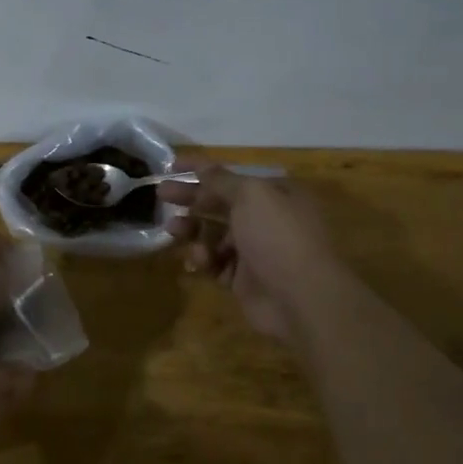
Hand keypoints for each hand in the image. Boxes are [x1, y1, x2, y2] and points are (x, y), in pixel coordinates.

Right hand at [164, 169, 350, 344]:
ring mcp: (255, 250)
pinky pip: (216, 263)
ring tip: (173, 229)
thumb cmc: (277, 235)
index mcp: (273, 193)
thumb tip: (203, 168)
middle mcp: (265, 219)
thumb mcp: (250, 195)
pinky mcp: (244, 279)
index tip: (171, 165)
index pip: (231, 175)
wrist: (302, 297)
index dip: (200, 168)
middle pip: (219, 203)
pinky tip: (198, 261)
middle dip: (191, 198)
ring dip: (192, 229)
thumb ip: (221, 180)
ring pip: (214, 234)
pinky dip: (204, 259)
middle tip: (161, 194)